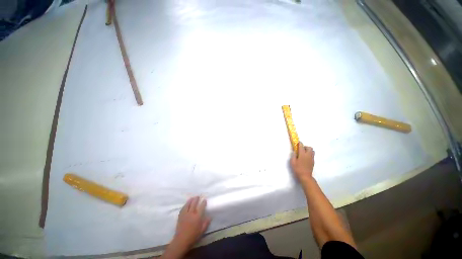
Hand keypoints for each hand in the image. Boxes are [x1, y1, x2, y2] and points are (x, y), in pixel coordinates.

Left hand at [172, 197, 210, 249]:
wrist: (181, 241)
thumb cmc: (193, 236)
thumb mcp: (202, 231)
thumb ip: (206, 223)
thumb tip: (210, 217)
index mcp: (197, 217)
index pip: (201, 207)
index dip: (203, 202)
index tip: (205, 200)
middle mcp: (191, 213)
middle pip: (194, 203)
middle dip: (196, 199)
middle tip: (198, 196)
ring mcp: (185, 214)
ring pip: (188, 204)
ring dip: (190, 200)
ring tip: (192, 198)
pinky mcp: (180, 216)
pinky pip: (183, 208)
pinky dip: (185, 205)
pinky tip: (186, 204)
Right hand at [290, 142, 314, 183]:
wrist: (305, 176)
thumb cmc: (298, 169)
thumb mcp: (292, 162)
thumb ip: (293, 156)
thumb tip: (295, 152)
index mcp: (302, 154)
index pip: (302, 146)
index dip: (299, 143)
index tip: (297, 143)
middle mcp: (308, 155)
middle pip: (309, 147)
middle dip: (305, 147)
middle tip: (301, 149)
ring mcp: (311, 158)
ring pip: (312, 151)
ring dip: (308, 150)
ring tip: (303, 153)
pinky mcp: (313, 162)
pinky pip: (312, 155)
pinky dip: (309, 154)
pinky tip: (305, 158)